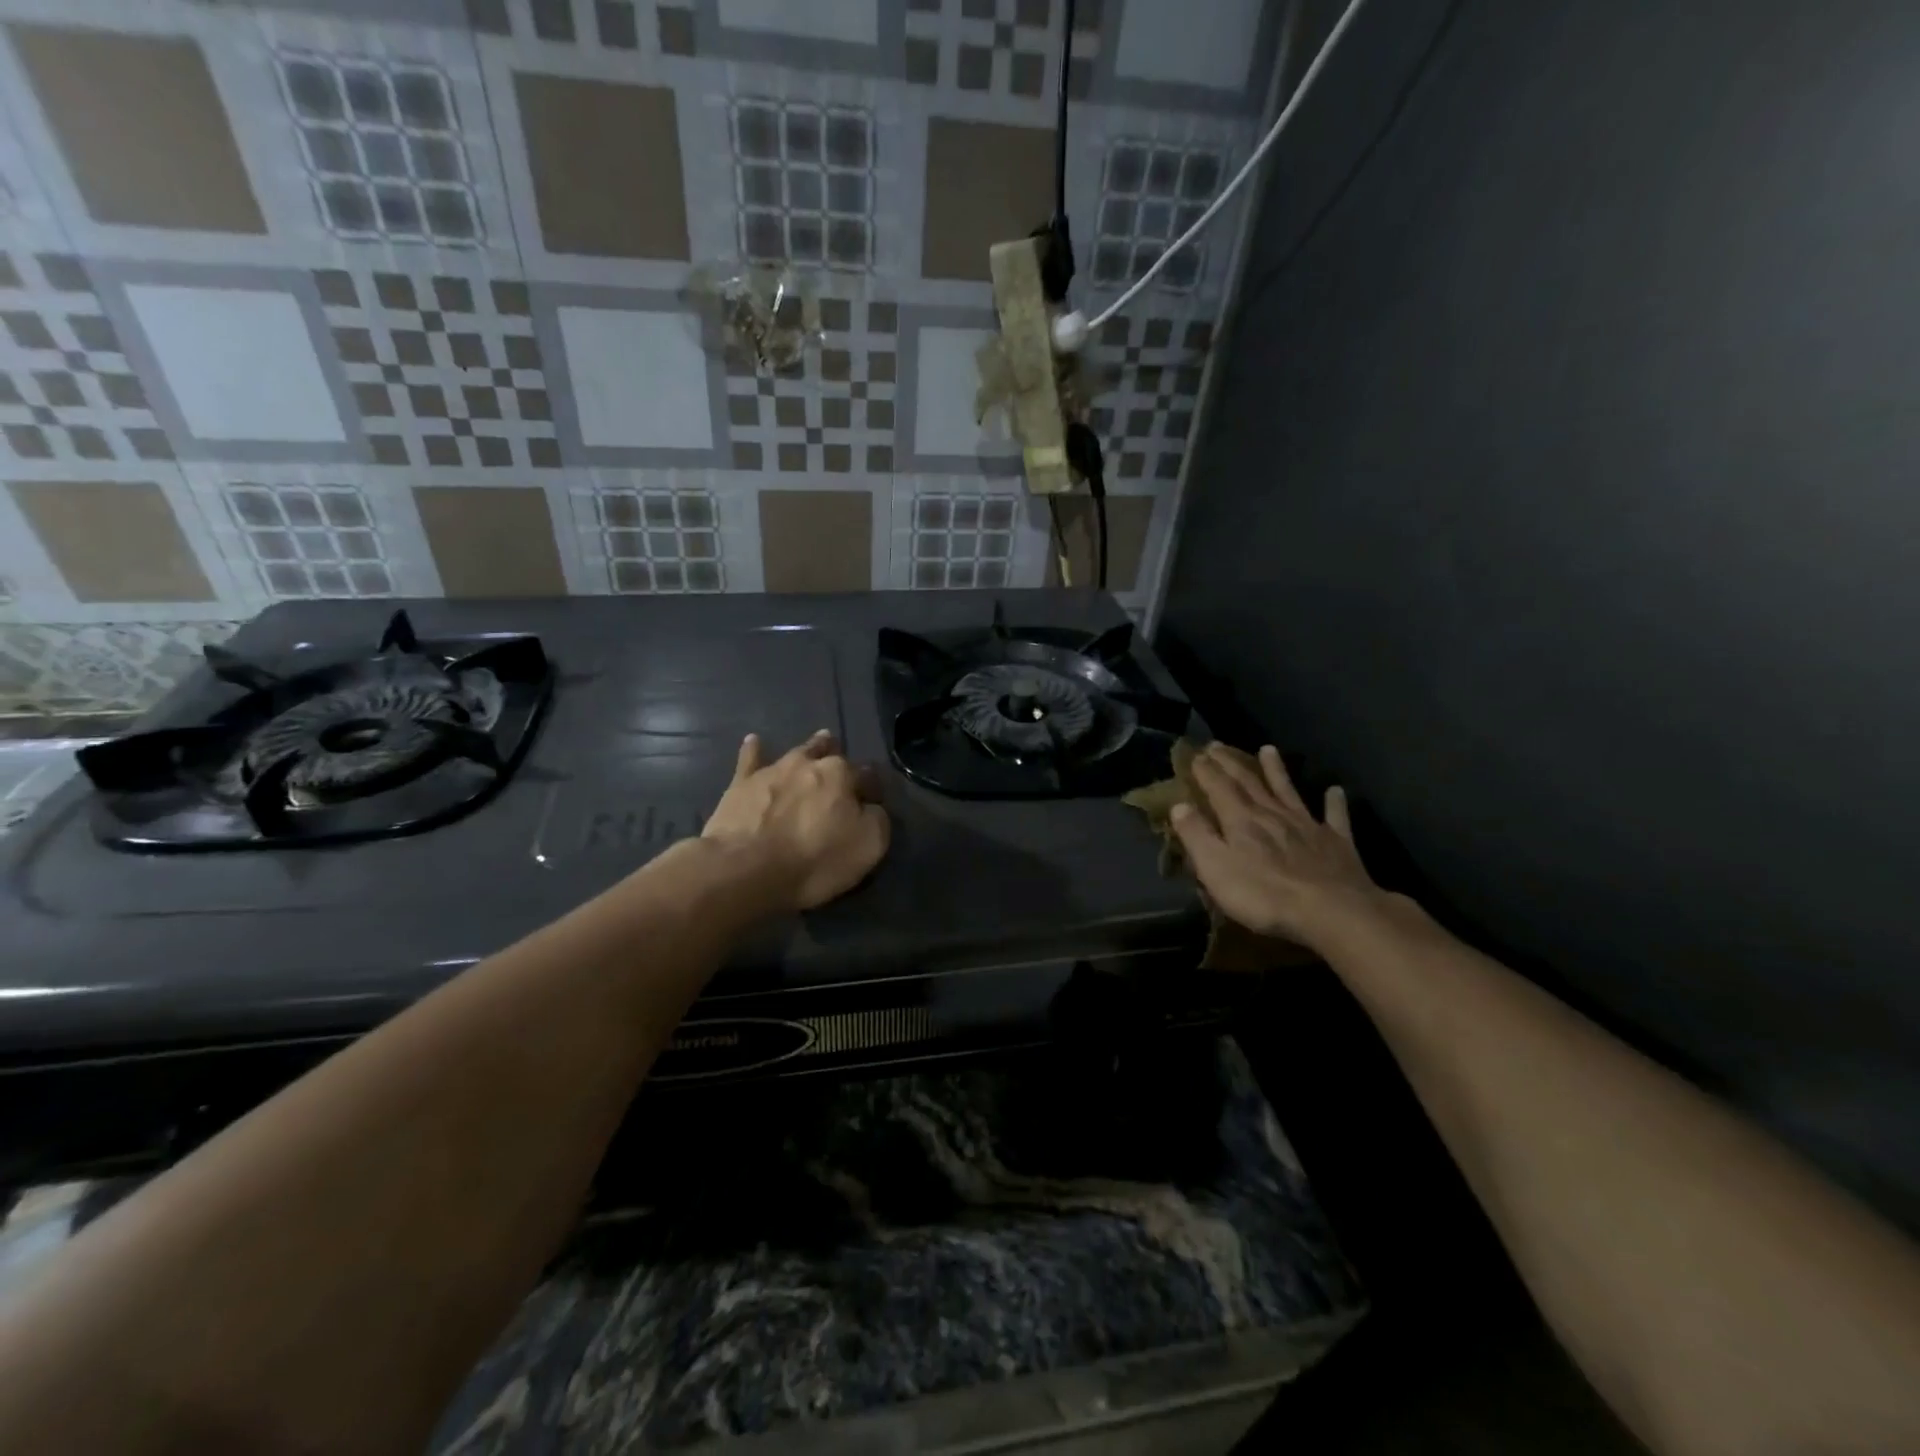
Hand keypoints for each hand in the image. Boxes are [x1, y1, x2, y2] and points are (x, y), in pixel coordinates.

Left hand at [702, 730, 889, 911]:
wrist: (746, 868)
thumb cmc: (815, 859)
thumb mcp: (869, 845)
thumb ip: (877, 819)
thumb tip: (871, 807)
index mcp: (842, 775)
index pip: (868, 775)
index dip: (873, 789)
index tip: (873, 803)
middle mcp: (809, 763)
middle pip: (831, 754)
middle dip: (840, 759)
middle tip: (844, 767)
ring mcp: (773, 770)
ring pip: (797, 752)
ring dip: (810, 749)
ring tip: (818, 742)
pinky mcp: (741, 784)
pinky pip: (749, 759)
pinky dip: (754, 750)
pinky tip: (754, 741)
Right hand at [1172, 743, 1384, 949]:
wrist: (1331, 911)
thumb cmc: (1264, 894)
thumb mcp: (1215, 868)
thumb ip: (1196, 835)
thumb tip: (1178, 805)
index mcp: (1241, 820)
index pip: (1218, 788)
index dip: (1206, 771)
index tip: (1196, 754)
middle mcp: (1272, 814)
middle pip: (1249, 782)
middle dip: (1231, 763)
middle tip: (1218, 745)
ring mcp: (1307, 825)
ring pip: (1288, 791)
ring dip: (1277, 770)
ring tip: (1268, 749)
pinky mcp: (1336, 842)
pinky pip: (1334, 817)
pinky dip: (1334, 802)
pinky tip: (1335, 790)